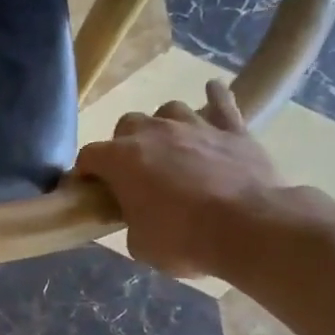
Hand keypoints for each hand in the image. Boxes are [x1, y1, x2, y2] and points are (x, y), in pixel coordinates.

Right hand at [74, 80, 281, 278]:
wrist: (249, 228)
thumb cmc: (183, 239)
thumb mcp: (140, 243)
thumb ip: (131, 221)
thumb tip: (137, 216)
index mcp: (121, 159)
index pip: (88, 156)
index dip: (85, 172)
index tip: (89, 187)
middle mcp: (153, 133)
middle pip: (127, 124)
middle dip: (125, 143)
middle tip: (134, 169)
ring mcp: (194, 126)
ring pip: (169, 109)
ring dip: (165, 124)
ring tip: (170, 144)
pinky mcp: (233, 130)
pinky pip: (222, 102)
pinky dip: (216, 97)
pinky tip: (213, 90)